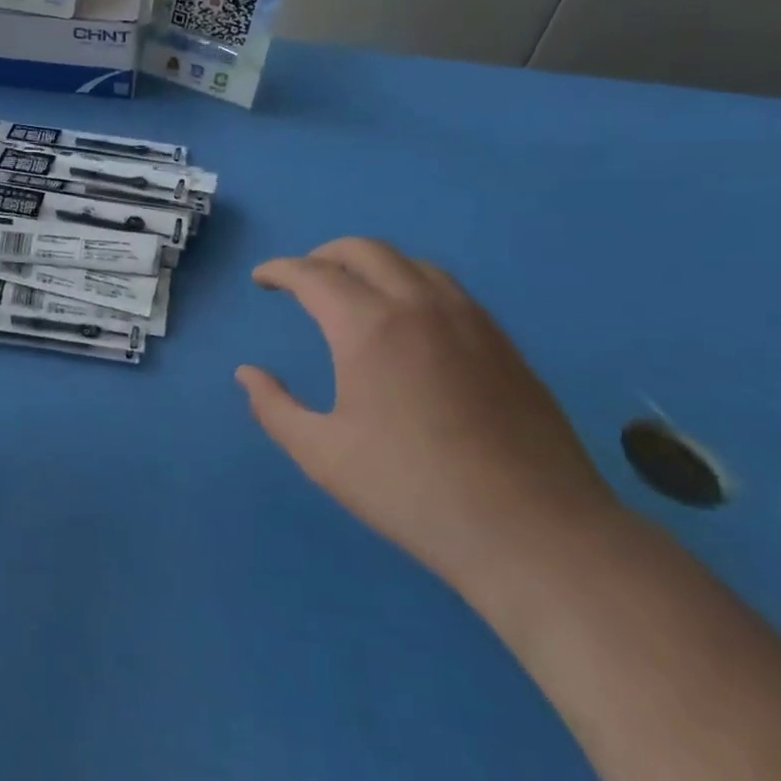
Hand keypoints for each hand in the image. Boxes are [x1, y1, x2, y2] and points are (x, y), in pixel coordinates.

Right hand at [236, 238, 620, 598]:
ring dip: (371, 264)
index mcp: (368, 327)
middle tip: (302, 279)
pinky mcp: (502, 341)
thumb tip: (247, 374)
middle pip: (364, 250)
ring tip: (352, 291)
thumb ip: (275, 408)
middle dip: (323, 255)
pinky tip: (408, 319)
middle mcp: (418, 305)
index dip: (280, 270)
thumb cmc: (412, 490)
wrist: (532, 530)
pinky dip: (411, 283)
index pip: (313, 275)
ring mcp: (468, 319)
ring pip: (411, 262)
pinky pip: (447, 288)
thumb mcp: (323, 455)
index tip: (262, 279)